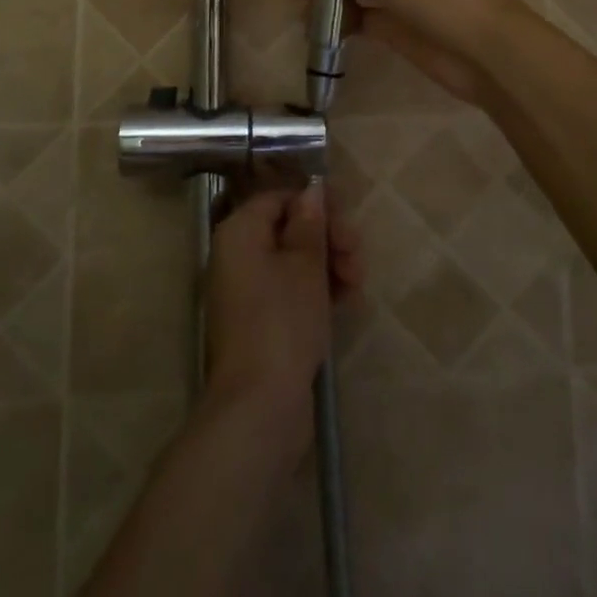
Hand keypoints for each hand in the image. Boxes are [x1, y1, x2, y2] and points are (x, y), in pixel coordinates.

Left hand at [204, 184, 360, 412]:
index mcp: (240, 232)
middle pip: (289, 229)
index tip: (347, 214)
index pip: (279, 198)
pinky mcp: (263, 323)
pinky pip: (293, 292)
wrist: (260, 406)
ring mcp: (250, 291)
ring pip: (295, 262)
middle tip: (357, 255)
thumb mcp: (305, 266)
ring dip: (330, 266)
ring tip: (357, 285)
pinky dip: (319, 292)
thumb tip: (312, 190)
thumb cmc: (282, 322)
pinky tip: (349, 302)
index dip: (315, 202)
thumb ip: (310, 224)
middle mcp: (238, 255)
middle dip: (328, 238)